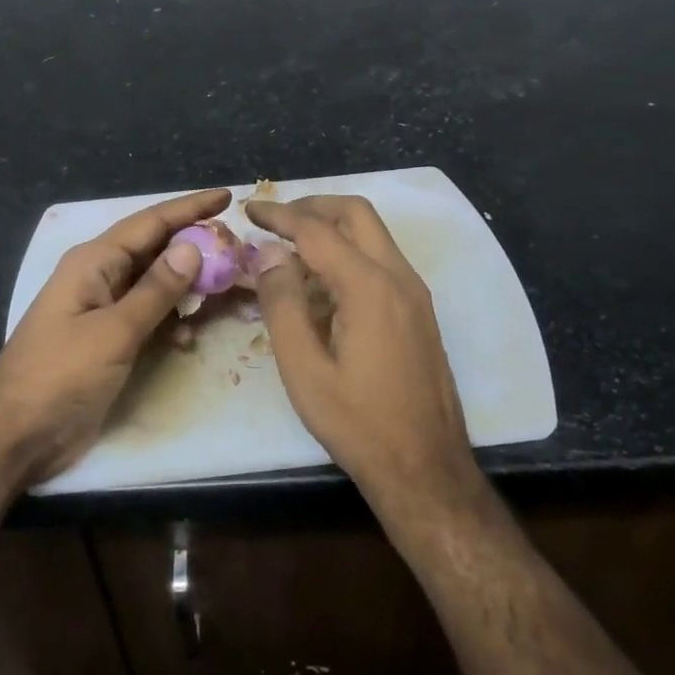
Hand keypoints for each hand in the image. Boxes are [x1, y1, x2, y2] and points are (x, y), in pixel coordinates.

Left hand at [0, 188, 229, 484]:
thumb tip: (192, 246)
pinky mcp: (107, 339)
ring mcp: (102, 309)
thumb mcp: (113, 332)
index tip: (228, 198)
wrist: (15, 434)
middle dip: (196, 247)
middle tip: (239, 250)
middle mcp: (99, 277)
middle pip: (155, 249)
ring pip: (155, 284)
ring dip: (188, 286)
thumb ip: (156, 290)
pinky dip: (171, 321)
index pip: (150, 222)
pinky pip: (148, 316)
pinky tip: (191, 336)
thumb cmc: (60, 376)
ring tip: (227, 287)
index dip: (190, 208)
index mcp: (94, 262)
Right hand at [249, 195, 482, 510]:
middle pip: (356, 214)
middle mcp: (399, 277)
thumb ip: (283, 304)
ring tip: (291, 250)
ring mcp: (415, 293)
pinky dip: (349, 252)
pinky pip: (381, 260)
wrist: (426, 468)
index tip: (249, 208)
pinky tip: (322, 283)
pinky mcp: (419, 311)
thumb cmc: (358, 423)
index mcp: (369, 286)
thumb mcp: (304, 369)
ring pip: (373, 234)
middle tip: (274, 221)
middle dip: (312, 206)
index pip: (317, 230)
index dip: (279, 215)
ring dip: (332, 228)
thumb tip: (270, 254)